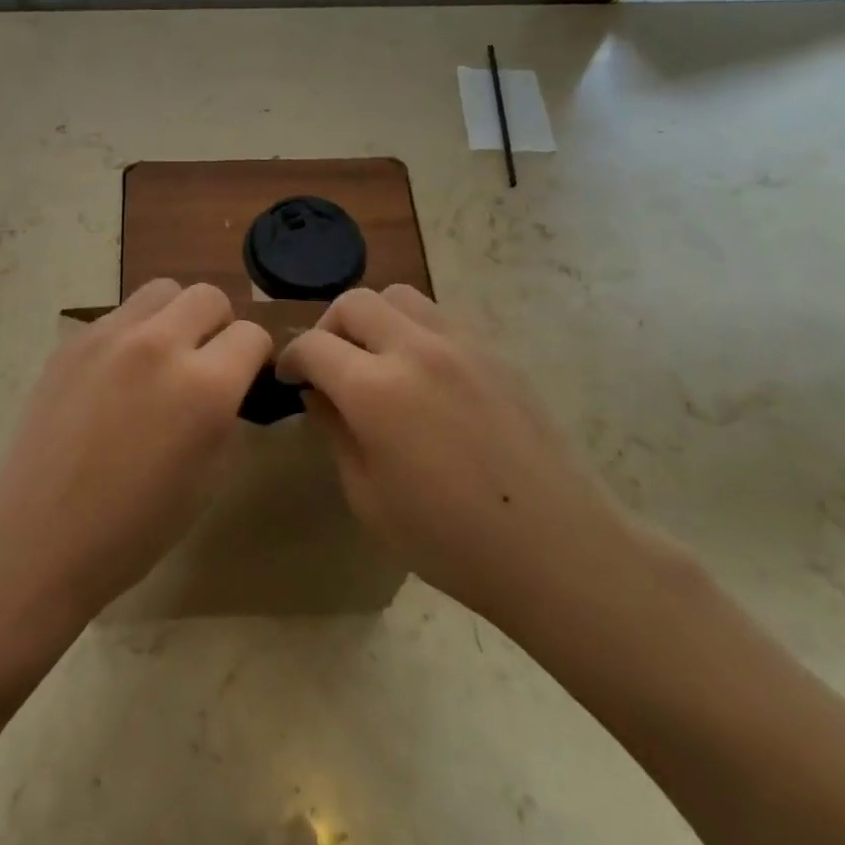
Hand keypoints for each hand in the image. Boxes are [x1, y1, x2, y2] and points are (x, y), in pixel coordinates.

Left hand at [0, 280, 271, 631]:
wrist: (40, 536)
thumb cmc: (135, 527)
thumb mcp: (210, 478)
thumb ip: (227, 416)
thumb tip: (228, 387)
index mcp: (204, 386)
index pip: (251, 335)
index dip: (255, 357)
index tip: (245, 376)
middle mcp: (159, 344)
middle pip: (208, 296)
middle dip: (219, 325)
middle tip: (205, 361)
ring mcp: (109, 336)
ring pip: (161, 291)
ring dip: (175, 317)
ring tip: (161, 358)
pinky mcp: (72, 342)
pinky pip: (118, 315)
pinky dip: (133, 333)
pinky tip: (116, 376)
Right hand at [277, 285, 642, 630]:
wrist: (555, 548)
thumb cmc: (449, 539)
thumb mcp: (367, 496)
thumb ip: (335, 431)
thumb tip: (320, 393)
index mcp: (375, 390)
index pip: (313, 345)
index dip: (290, 358)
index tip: (289, 379)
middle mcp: (416, 350)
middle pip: (354, 302)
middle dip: (328, 327)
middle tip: (329, 366)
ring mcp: (462, 345)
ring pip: (400, 297)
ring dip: (373, 319)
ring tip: (376, 360)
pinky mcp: (495, 353)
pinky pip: (440, 318)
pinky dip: (414, 331)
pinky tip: (423, 376)